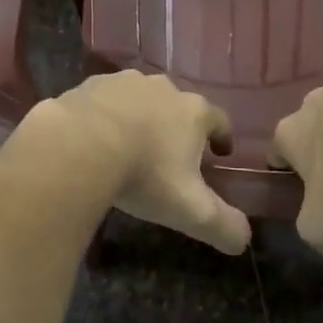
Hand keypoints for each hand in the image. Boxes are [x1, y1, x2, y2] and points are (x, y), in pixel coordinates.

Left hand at [43, 71, 250, 254]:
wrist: (78, 145)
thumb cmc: (144, 174)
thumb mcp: (191, 211)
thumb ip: (224, 226)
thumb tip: (244, 240)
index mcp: (193, 112)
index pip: (220, 119)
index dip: (222, 137)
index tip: (220, 153)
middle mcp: (163, 88)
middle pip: (180, 106)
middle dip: (179, 127)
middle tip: (172, 155)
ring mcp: (125, 81)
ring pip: (142, 99)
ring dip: (142, 118)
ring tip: (132, 145)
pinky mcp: (91, 84)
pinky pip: (106, 100)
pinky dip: (107, 115)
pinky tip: (97, 138)